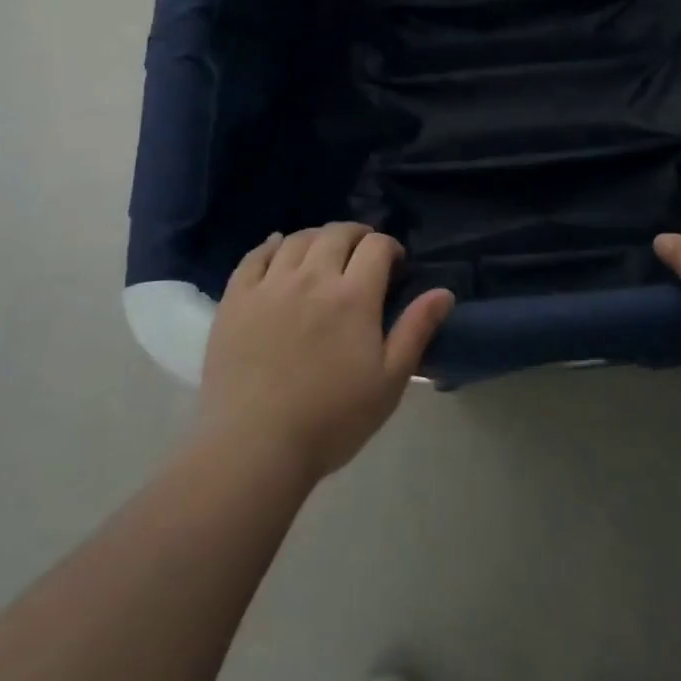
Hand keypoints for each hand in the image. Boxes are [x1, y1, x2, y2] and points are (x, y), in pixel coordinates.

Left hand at [197, 223, 454, 481]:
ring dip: (318, 237)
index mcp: (353, 296)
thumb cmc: (331, 419)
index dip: (390, 247)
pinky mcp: (236, 299)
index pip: (376, 246)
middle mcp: (312, 278)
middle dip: (357, 235)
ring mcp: (269, 285)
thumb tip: (445, 292)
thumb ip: (416, 330)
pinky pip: (255, 256)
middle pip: (336, 234)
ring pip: (297, 239)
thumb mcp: (389, 381)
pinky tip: (279, 248)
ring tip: (324, 252)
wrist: (254, 447)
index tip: (395, 265)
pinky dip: (272, 245)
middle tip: (363, 253)